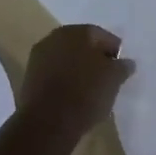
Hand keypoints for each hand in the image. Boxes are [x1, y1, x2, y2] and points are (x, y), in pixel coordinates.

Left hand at [18, 25, 132, 141]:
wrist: (48, 122)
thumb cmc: (86, 93)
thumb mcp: (114, 79)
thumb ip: (122, 66)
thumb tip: (126, 62)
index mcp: (77, 31)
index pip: (102, 36)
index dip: (115, 51)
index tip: (122, 68)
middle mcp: (55, 37)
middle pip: (82, 45)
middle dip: (95, 58)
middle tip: (107, 77)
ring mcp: (38, 57)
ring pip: (66, 59)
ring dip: (78, 69)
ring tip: (91, 88)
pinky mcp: (29, 77)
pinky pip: (54, 73)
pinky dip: (65, 80)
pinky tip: (73, 95)